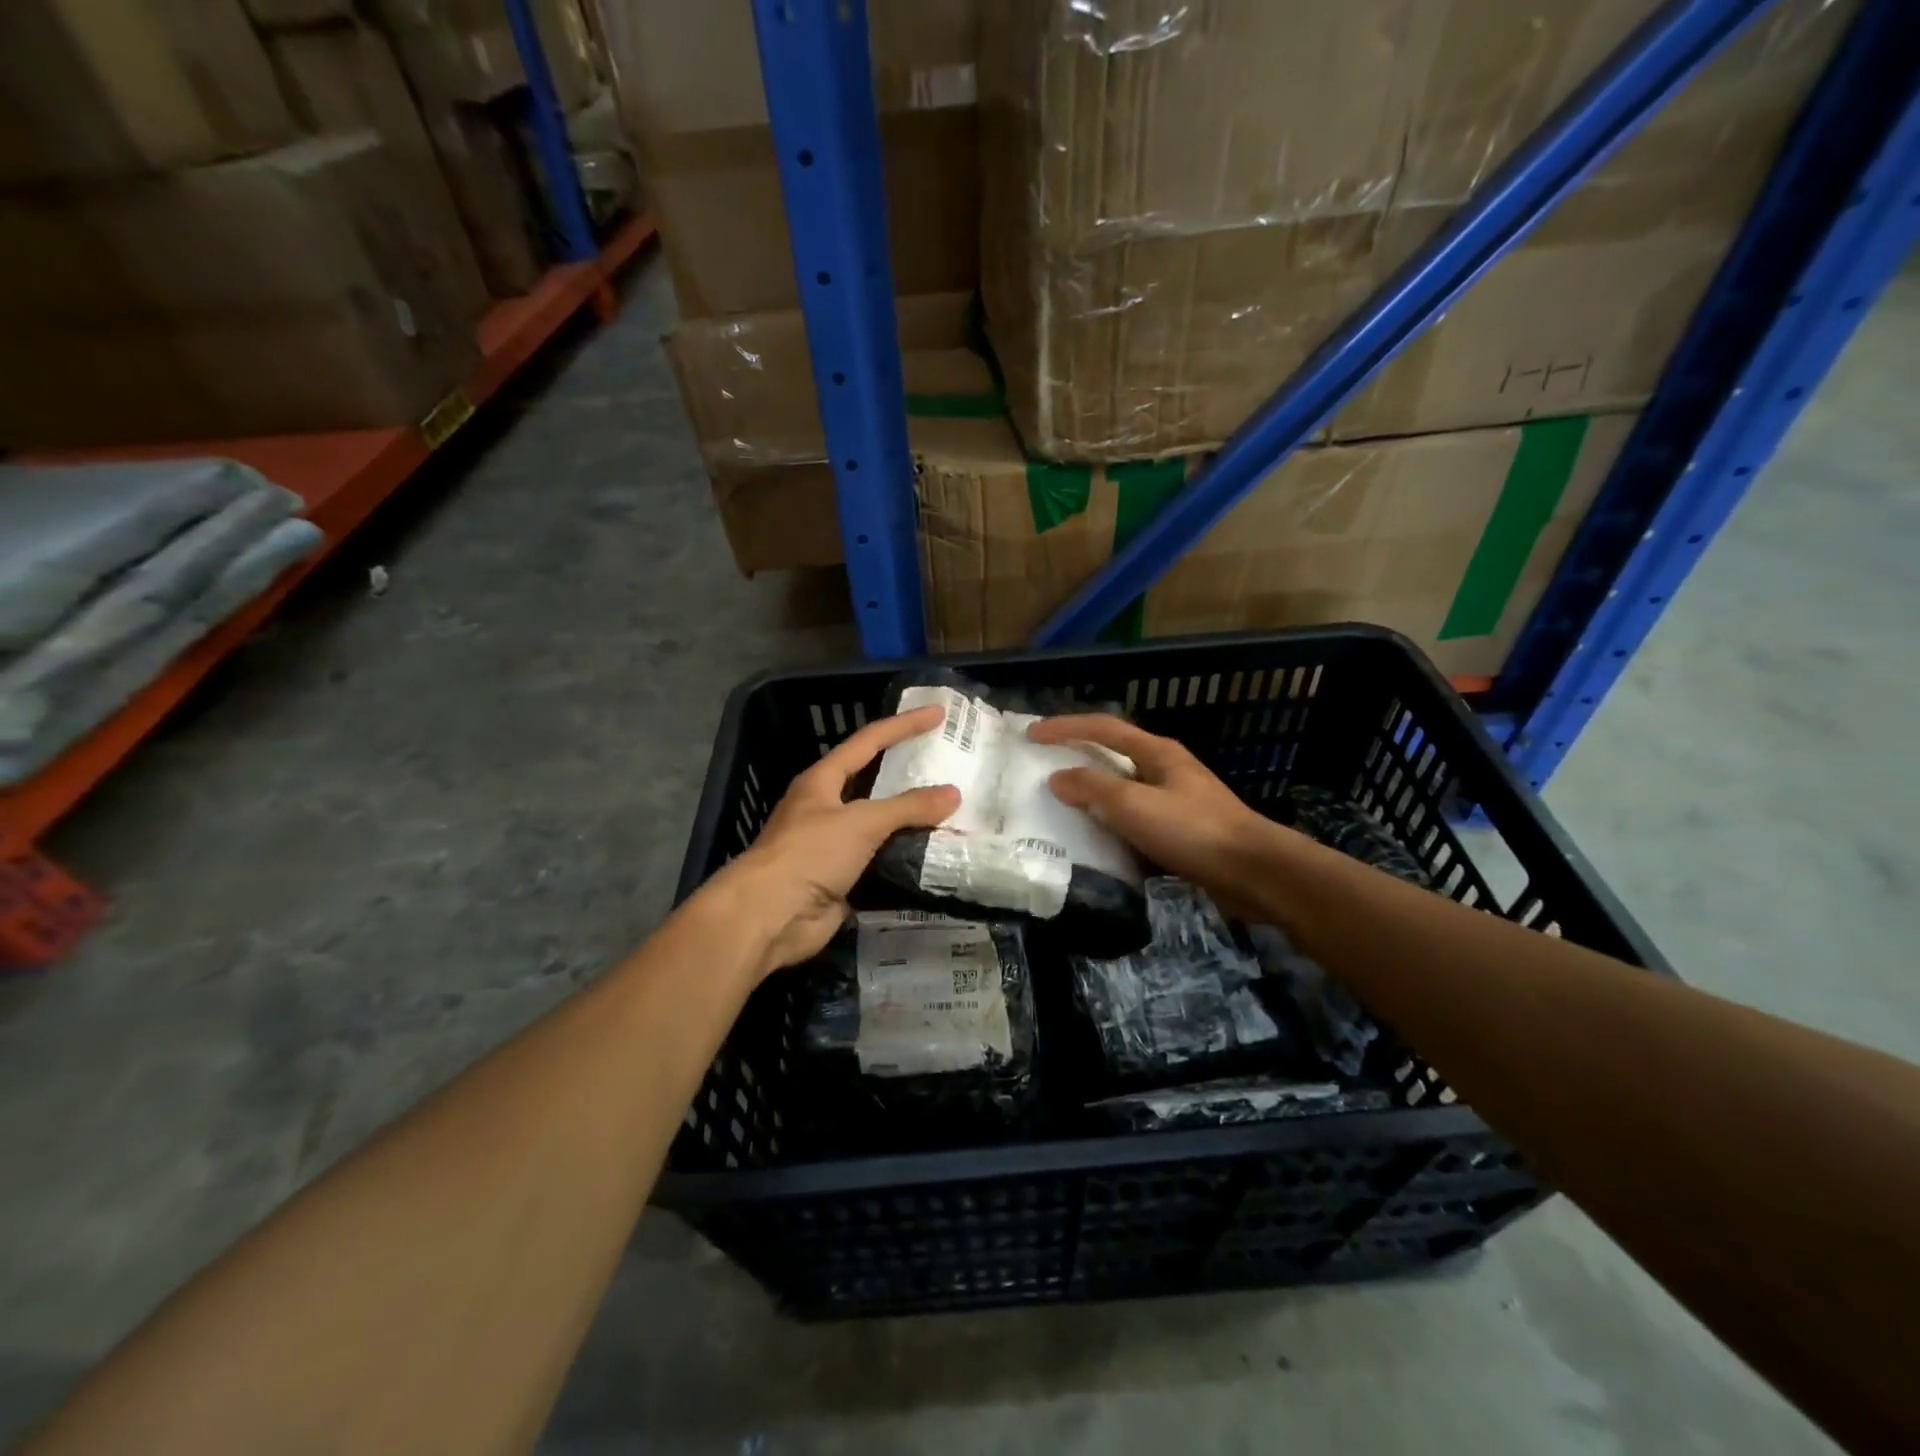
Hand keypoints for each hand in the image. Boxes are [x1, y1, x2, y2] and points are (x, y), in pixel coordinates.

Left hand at [706, 705, 959, 978]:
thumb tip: (953, 794)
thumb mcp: (861, 822)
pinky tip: (936, 853)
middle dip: (908, 773)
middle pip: (874, 783)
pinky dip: (907, 856)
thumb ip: (908, 807)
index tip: (937, 714)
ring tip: (952, 810)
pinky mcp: (842, 878)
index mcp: (822, 781)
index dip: (903, 726)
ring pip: (880, 825)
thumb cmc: (809, 853)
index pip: (868, 742)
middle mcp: (826, 808)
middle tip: (947, 763)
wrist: (770, 916)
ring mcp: (833, 845)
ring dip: (911, 820)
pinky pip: (882, 860)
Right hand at [1028, 714, 1287, 913]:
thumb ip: (1092, 788)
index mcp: (1156, 752)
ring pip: (1123, 788)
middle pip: (1113, 754)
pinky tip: (1096, 839)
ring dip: (1093, 792)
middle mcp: (1165, 769)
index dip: (1065, 727)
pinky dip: (1111, 822)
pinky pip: (1134, 818)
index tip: (1032, 734)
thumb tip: (1058, 778)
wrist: (1253, 872)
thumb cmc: (1191, 830)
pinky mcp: (1181, 830)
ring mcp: (1176, 799)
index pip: (1102, 727)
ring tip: (1060, 803)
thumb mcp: (1133, 805)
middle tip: (1043, 765)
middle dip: (1077, 755)